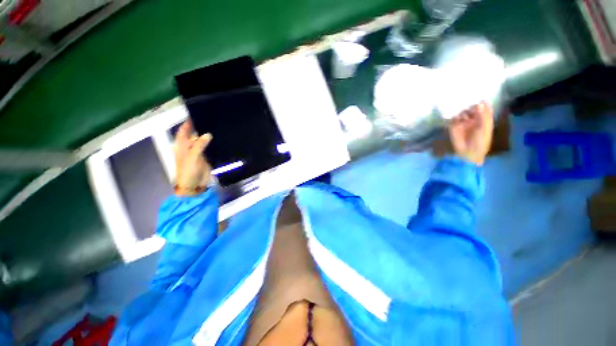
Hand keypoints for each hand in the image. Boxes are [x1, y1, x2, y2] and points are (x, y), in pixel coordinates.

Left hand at [174, 121, 212, 195]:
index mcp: (182, 147)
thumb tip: (208, 134)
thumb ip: (199, 145)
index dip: (187, 124)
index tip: (194, 115)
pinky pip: (209, 149)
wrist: (194, 186)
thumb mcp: (192, 157)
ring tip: (217, 128)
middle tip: (210, 121)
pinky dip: (213, 145)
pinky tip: (219, 140)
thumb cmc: (188, 172)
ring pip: (202, 142)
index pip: (183, 132)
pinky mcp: (206, 159)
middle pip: (193, 136)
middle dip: (199, 129)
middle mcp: (189, 148)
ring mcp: (198, 154)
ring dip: (207, 137)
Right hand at [448, 102, 493, 165]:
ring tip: (462, 110)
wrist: (468, 153)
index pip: (483, 108)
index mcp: (483, 119)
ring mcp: (463, 122)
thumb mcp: (485, 128)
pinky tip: (455, 115)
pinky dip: (453, 116)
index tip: (479, 98)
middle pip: (471, 108)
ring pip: (462, 112)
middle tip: (469, 103)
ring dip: (462, 110)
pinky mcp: (453, 126)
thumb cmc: (481, 141)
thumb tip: (480, 103)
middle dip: (470, 105)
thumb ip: (483, 115)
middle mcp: (473, 119)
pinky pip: (453, 118)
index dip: (482, 103)